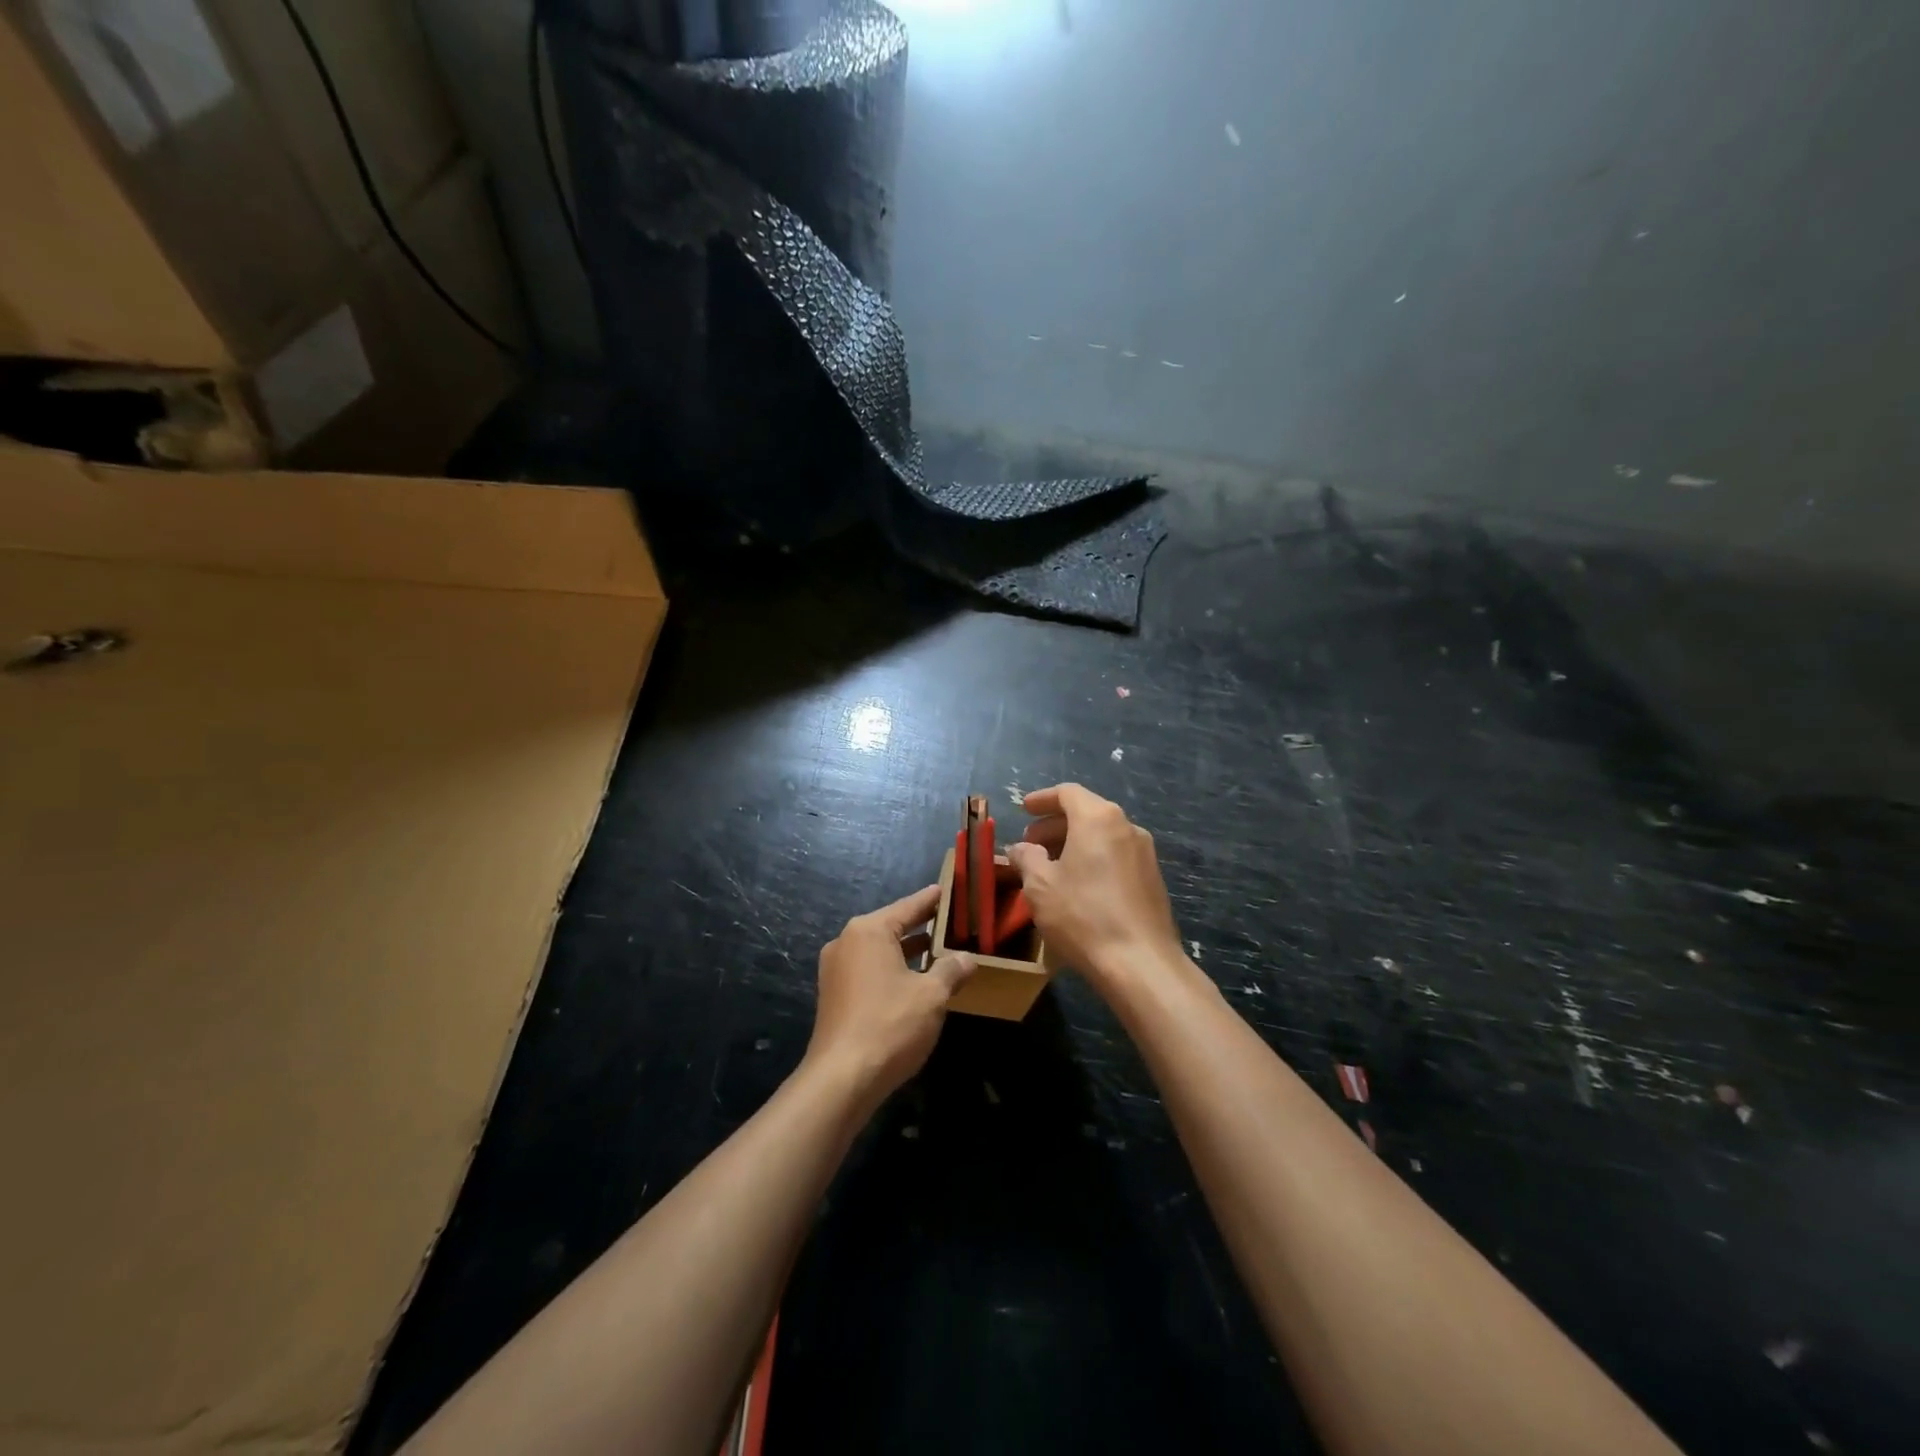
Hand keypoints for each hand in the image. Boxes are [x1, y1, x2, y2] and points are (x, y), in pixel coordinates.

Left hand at [803, 884, 974, 1114]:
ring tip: (939, 951)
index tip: (947, 890)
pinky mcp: (835, 995)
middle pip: (891, 926)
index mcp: (868, 931)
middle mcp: (847, 942)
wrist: (842, 1078)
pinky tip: (915, 981)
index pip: (908, 907)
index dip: (931, 901)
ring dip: (908, 952)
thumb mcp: (931, 995)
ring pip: (880, 951)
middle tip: (952, 923)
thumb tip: (968, 958)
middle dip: (922, 927)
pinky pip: (869, 970)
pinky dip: (892, 970)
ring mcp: (836, 970)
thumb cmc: (890, 1025)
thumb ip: (951, 971)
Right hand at [1006, 784, 1184, 990]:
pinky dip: (1093, 859)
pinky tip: (1078, 885)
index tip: (1023, 809)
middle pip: (1086, 812)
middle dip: (1055, 825)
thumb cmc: (1083, 915)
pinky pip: (1116, 855)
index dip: (1042, 799)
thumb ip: (1026, 858)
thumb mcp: (1040, 886)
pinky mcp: (1152, 878)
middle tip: (1030, 844)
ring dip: (1073, 843)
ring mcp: (1144, 853)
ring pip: (1102, 835)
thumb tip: (1020, 848)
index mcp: (1098, 819)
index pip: (1068, 793)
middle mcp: (1126, 826)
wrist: (1140, 962)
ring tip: (1050, 866)